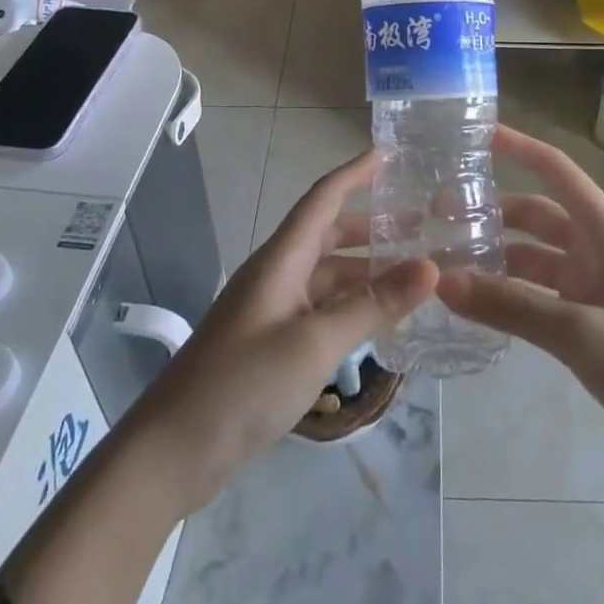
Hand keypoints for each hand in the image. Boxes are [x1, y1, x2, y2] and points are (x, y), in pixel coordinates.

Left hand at [121, 149, 436, 514]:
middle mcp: (276, 274)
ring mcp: (271, 310)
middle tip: (421, 227)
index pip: (322, 198)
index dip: (355, 172)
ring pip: (326, 276)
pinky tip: (378, 323)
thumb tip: (431, 266)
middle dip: (371, 226)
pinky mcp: (270, 342)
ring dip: (365, 271)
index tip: (389, 152)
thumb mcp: (315, 343)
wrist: (173, 451)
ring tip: (412, 276)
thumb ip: (373, 306)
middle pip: (328, 235)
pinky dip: (351, 307)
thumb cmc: (243, 384)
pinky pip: (319, 308)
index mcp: (281, 259)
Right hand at [438, 125, 603, 490]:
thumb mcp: (582, 334)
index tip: (472, 132)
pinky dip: (511, 292)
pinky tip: (477, 303)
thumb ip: (511, 306)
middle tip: (436, 217)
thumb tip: (442, 282)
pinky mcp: (593, 317)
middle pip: (536, 214)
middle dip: (491, 211)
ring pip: (535, 255)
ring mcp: (596, 283)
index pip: (555, 169)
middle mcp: (598, 246)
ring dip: (496, 256)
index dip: (516, 145)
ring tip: (445, 262)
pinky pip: (542, 292)